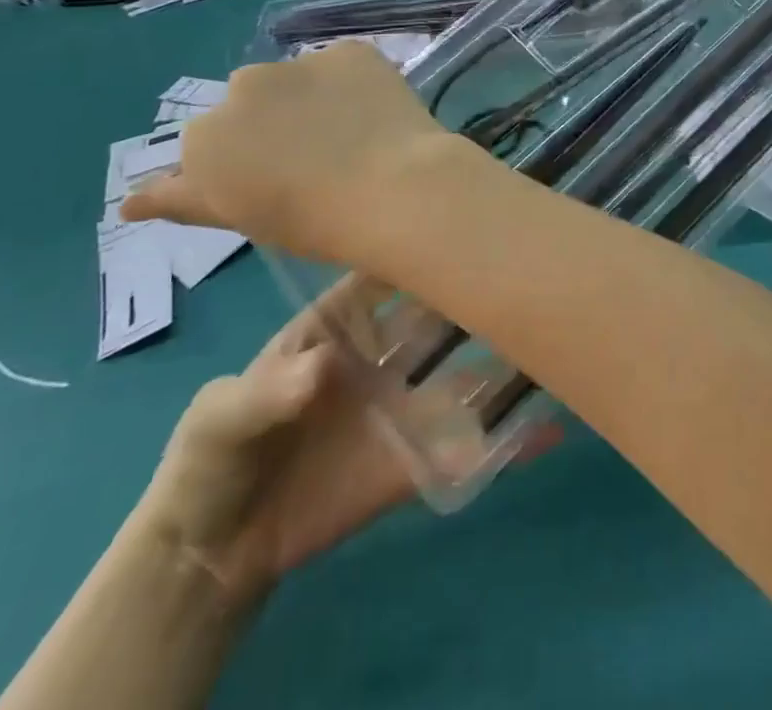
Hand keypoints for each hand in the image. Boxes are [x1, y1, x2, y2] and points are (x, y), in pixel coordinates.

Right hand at [122, 45, 471, 263]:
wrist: (393, 188)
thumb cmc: (312, 223)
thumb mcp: (240, 217)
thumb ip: (182, 199)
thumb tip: (128, 201)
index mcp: (206, 136)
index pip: (211, 144)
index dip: (243, 163)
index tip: (274, 183)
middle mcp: (243, 88)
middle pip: (251, 102)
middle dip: (271, 123)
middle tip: (314, 159)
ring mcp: (300, 63)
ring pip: (296, 79)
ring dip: (310, 98)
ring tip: (350, 135)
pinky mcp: (350, 51)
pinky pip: (343, 65)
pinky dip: (353, 82)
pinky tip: (375, 112)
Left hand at [138, 278, 559, 597]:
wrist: (214, 550)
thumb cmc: (214, 454)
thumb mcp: (224, 414)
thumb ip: (271, 389)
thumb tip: (325, 370)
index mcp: (342, 322)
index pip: (390, 269)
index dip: (426, 243)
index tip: (472, 221)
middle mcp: (386, 353)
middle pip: (442, 315)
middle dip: (481, 293)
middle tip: (532, 273)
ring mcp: (405, 405)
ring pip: (467, 373)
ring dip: (508, 359)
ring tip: (558, 337)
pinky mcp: (415, 461)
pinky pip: (468, 447)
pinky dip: (509, 439)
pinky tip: (552, 427)